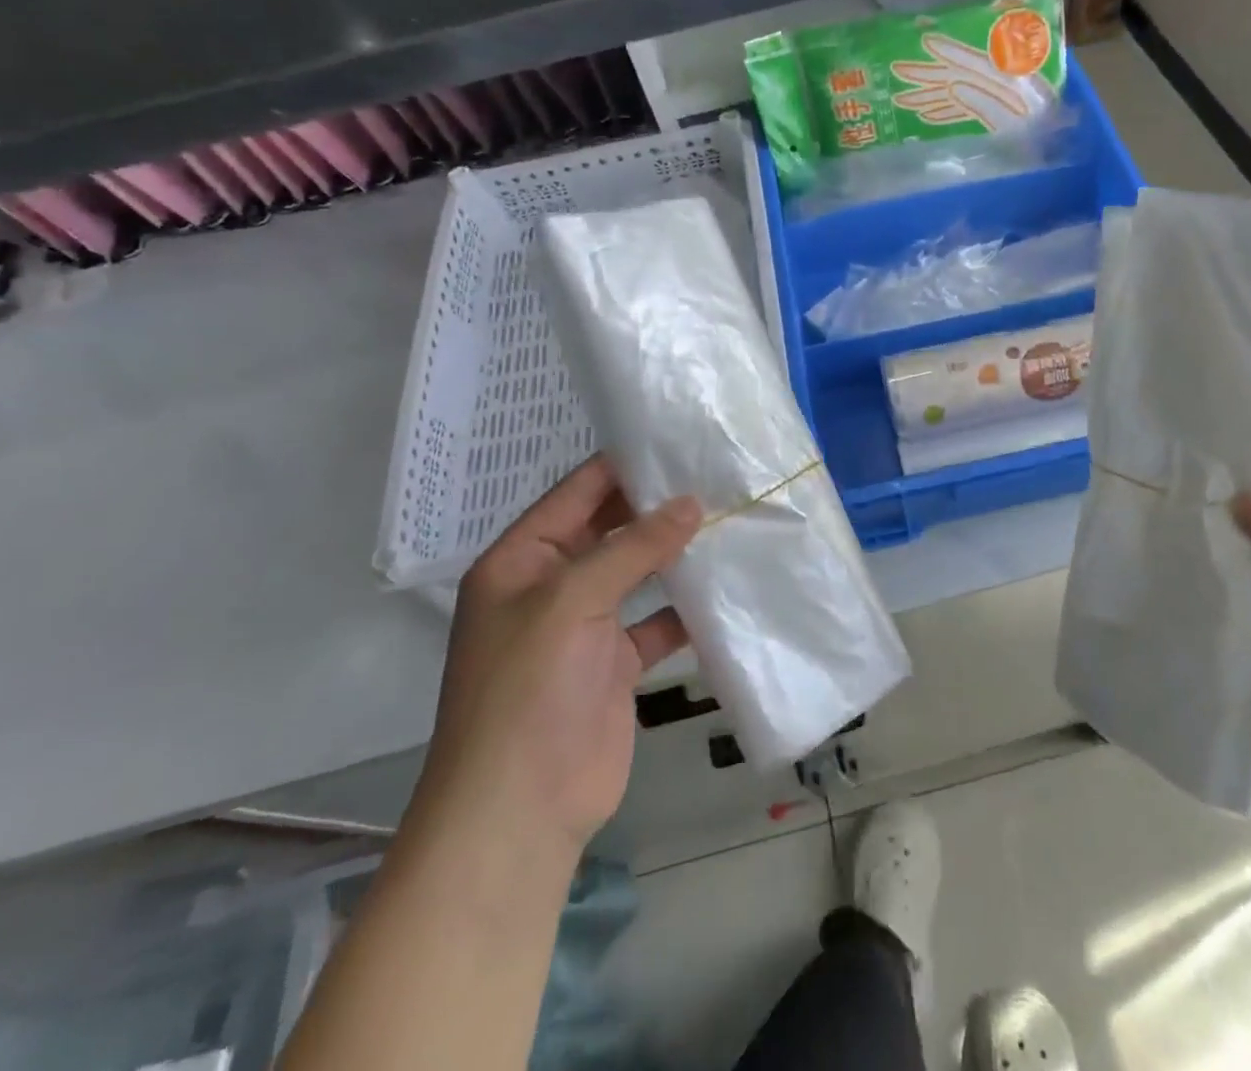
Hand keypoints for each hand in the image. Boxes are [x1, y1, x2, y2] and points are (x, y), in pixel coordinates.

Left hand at [408, 455, 700, 870]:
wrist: (520, 810)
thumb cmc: (528, 690)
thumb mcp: (571, 601)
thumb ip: (633, 548)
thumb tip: (690, 503)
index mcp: (521, 561)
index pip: (576, 494)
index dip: (622, 466)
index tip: (677, 441)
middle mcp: (551, 585)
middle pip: (609, 530)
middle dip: (656, 507)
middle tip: (716, 475)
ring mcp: (584, 626)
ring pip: (637, 573)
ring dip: (675, 554)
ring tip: (729, 519)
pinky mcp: (615, 663)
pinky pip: (656, 622)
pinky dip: (686, 608)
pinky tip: (725, 588)